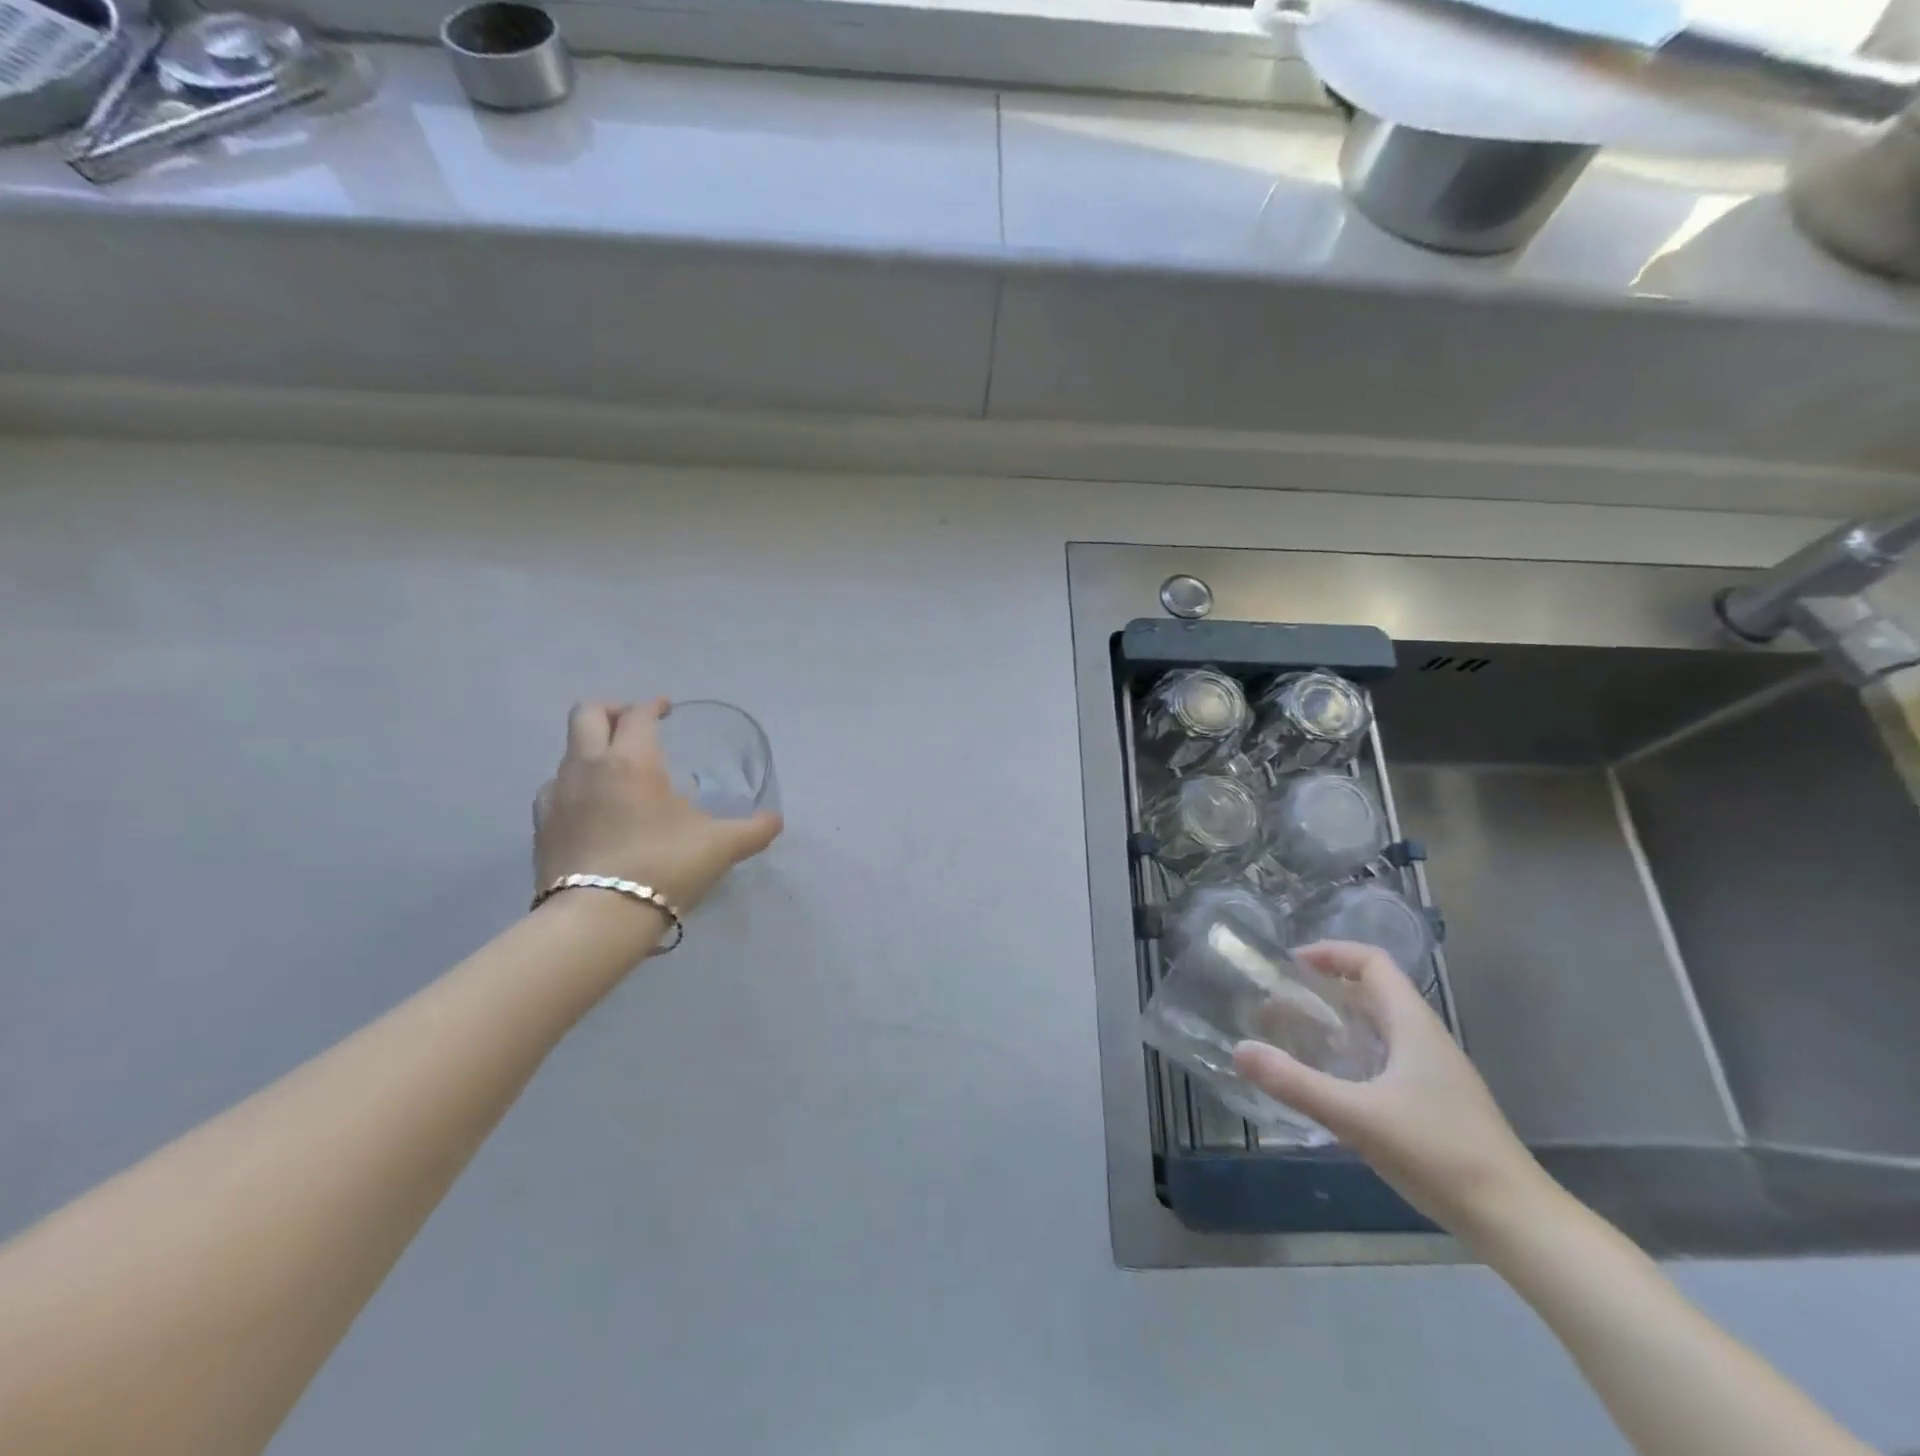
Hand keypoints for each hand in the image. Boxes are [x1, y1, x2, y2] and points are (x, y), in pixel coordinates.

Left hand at [534, 700, 782, 914]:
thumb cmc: (664, 867)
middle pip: (586, 714)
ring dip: (591, 751)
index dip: (653, 706)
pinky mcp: (541, 827)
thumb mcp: (720, 847)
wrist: (597, 919)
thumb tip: (776, 820)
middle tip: (633, 726)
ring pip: (568, 752)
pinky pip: (555, 790)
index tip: (666, 709)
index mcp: (633, 760)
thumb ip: (753, 830)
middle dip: (611, 711)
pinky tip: (591, 809)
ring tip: (616, 773)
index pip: (638, 714)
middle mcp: (589, 766)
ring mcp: (557, 795)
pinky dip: (574, 787)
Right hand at [1232, 942, 1546, 1237]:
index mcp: (1412, 1024)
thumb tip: (1239, 1050)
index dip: (1331, 953)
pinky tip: (1330, 1084)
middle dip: (1325, 989)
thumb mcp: (1357, 1117)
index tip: (1290, 965)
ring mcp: (1434, 1072)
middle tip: (1280, 1003)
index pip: (1372, 962)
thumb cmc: (1439, 1154)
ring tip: (1295, 1038)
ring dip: (1337, 1023)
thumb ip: (1296, 1083)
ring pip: (1379, 1027)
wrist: (1516, 1221)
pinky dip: (1352, 1055)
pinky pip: (1385, 1058)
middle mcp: (1425, 1038)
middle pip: (1373, 991)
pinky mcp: (1435, 1103)